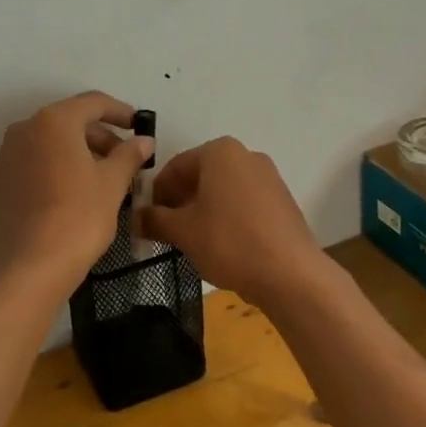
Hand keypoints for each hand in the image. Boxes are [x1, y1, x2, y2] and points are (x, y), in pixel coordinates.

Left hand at [0, 92, 153, 288]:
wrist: (29, 267)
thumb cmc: (78, 217)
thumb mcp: (112, 184)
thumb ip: (129, 155)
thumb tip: (144, 141)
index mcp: (54, 122)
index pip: (93, 103)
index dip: (120, 112)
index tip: (138, 126)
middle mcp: (24, 130)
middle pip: (69, 122)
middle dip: (99, 136)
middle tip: (124, 159)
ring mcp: (5, 157)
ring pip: (48, 144)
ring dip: (76, 153)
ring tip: (100, 179)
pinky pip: (32, 166)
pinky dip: (54, 170)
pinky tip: (70, 195)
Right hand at [137, 138, 331, 308]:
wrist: (291, 274)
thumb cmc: (229, 242)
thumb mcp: (183, 231)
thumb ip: (154, 220)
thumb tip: (134, 217)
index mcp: (219, 152)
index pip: (174, 167)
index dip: (156, 194)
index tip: (147, 219)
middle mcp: (245, 155)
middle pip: (199, 176)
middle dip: (179, 201)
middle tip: (166, 231)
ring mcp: (268, 176)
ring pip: (222, 190)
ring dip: (202, 210)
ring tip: (192, 240)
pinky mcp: (281, 200)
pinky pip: (243, 202)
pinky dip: (226, 216)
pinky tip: (221, 244)